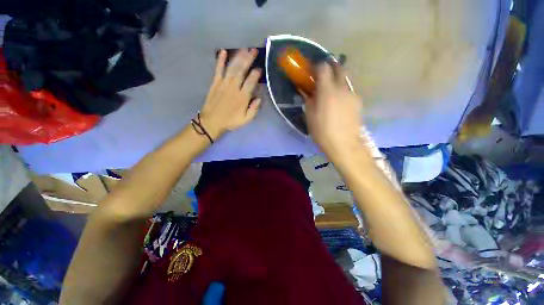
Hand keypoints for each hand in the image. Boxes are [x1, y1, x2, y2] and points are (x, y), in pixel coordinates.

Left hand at [199, 49, 261, 138]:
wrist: (211, 122)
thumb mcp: (246, 120)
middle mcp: (233, 88)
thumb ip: (254, 109)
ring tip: (244, 48)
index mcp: (242, 97)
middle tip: (253, 50)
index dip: (256, 74)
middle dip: (248, 59)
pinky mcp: (215, 83)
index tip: (260, 68)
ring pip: (232, 68)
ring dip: (238, 57)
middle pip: (242, 71)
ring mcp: (223, 84)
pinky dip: (220, 61)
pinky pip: (218, 70)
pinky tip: (223, 51)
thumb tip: (259, 98)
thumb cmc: (230, 121)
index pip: (251, 82)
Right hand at [303, 63, 363, 161]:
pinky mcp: (358, 102)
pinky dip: (343, 92)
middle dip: (331, 67)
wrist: (343, 144)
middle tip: (323, 75)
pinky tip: (340, 104)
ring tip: (332, 93)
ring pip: (345, 80)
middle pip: (339, 68)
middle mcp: (342, 88)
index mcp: (327, 90)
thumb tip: (307, 91)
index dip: (317, 66)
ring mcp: (352, 94)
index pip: (323, 68)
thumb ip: (308, 100)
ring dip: (338, 81)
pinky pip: (349, 92)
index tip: (312, 71)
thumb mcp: (310, 116)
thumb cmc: (322, 131)